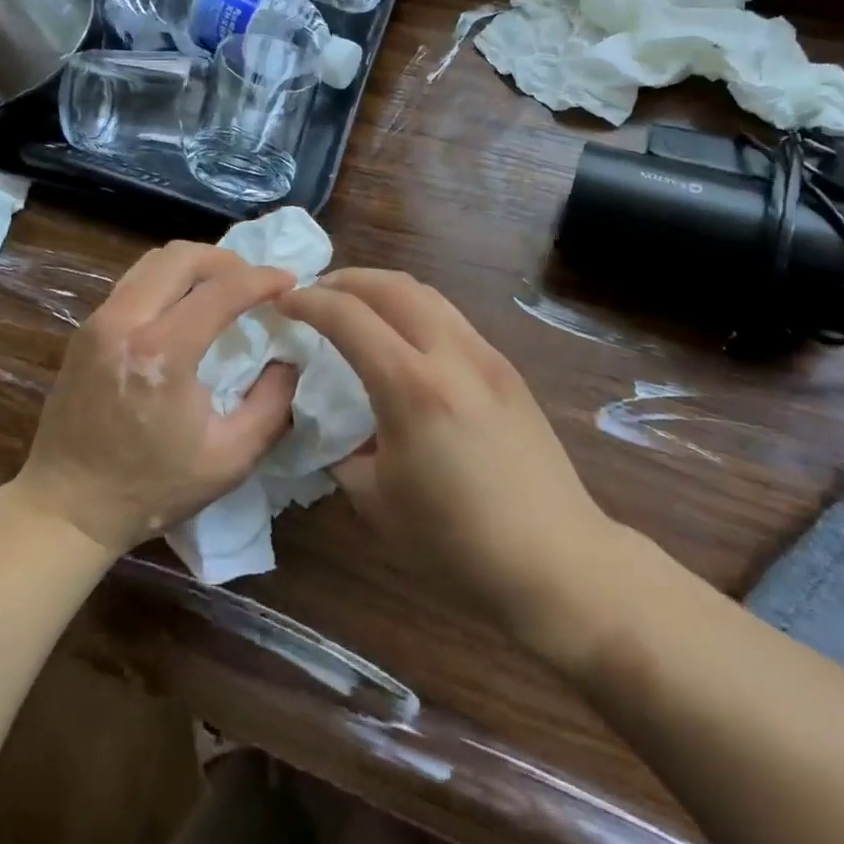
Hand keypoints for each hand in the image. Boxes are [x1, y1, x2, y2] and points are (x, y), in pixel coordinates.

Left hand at [15, 242, 299, 555]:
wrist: (67, 506)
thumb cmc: (151, 488)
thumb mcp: (230, 459)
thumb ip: (272, 405)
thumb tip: (289, 361)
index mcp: (162, 353)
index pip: (221, 290)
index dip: (262, 279)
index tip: (290, 281)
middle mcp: (125, 322)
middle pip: (182, 256)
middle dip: (227, 260)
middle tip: (254, 282)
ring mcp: (99, 321)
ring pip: (154, 261)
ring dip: (195, 265)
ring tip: (222, 287)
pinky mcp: (86, 329)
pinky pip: (134, 281)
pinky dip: (168, 280)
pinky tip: (185, 305)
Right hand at [277, 269, 625, 653]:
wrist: (560, 564)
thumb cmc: (459, 545)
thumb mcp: (378, 504)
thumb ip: (345, 453)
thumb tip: (335, 430)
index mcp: (413, 388)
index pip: (349, 317)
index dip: (309, 303)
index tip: (282, 303)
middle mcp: (451, 355)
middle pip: (392, 286)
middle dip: (345, 280)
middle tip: (315, 294)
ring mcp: (486, 357)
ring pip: (426, 294)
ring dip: (382, 289)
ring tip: (355, 306)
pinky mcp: (506, 369)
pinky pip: (449, 318)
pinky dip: (412, 310)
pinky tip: (402, 339)